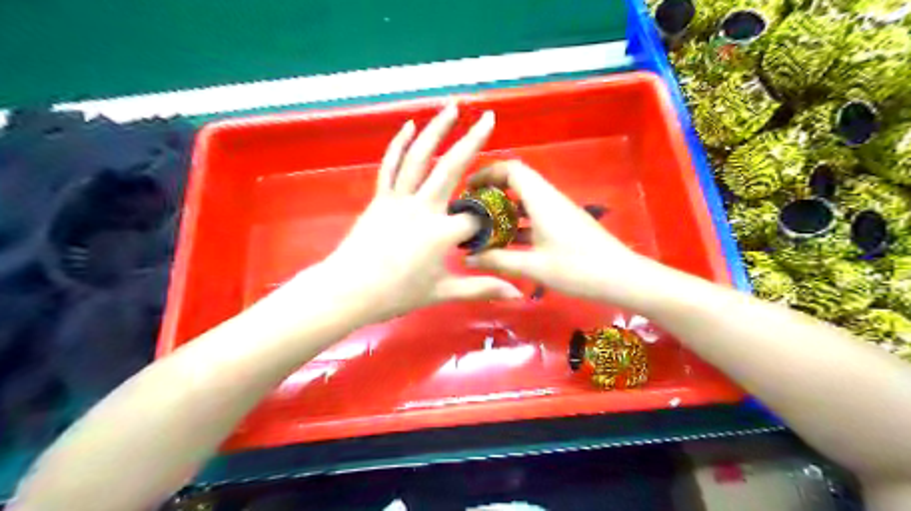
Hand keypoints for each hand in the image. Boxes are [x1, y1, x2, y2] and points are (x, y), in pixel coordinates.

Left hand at [293, 102, 518, 323]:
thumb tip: (517, 295)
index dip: (489, 223)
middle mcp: (422, 207)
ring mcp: (398, 199)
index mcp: (442, 233)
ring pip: (419, 157)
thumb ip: (480, 289)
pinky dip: (399, 144)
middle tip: (489, 118)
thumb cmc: (396, 294)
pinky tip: (409, 125)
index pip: (476, 219)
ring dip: (436, 130)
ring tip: (452, 108)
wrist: (348, 291)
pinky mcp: (380, 198)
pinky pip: (390, 166)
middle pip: (452, 168)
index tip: (493, 230)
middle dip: (473, 142)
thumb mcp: (442, 292)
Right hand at [466, 162, 657, 304]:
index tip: (467, 188)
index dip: (487, 173)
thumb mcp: (534, 266)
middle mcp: (549, 199)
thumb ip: (498, 260)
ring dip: (504, 210)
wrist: (621, 278)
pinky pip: (535, 216)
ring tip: (482, 228)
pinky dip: (518, 224)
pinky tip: (506, 244)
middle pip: (517, 183)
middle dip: (492, 192)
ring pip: (526, 201)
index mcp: (541, 200)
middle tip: (471, 211)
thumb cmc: (577, 269)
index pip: (512, 169)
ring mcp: (559, 212)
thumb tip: (468, 258)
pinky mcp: (564, 225)